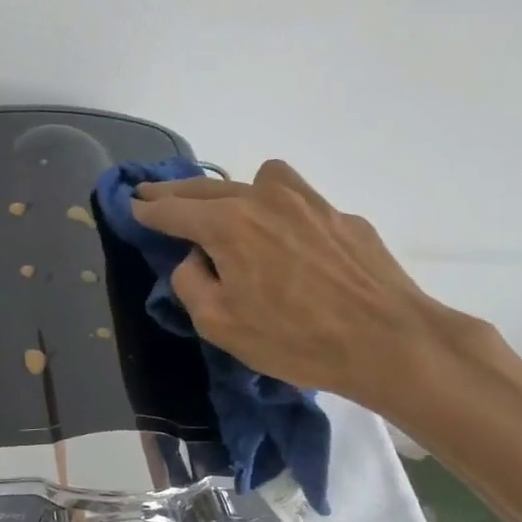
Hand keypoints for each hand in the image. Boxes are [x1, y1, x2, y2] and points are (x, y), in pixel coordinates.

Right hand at [129, 160, 464, 415]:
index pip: (173, 209)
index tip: (131, 204)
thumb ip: (190, 284)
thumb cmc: (295, 339)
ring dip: (234, 190)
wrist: (390, 342)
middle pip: (206, 187)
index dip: (147, 208)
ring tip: (231, 213)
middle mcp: (263, 199)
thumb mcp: (221, 324)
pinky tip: (288, 240)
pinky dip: (280, 210)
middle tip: (153, 194)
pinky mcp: (341, 216)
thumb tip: (192, 259)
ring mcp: (307, 202)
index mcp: (227, 225)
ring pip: (258, 179)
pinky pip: (297, 200)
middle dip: (174, 192)